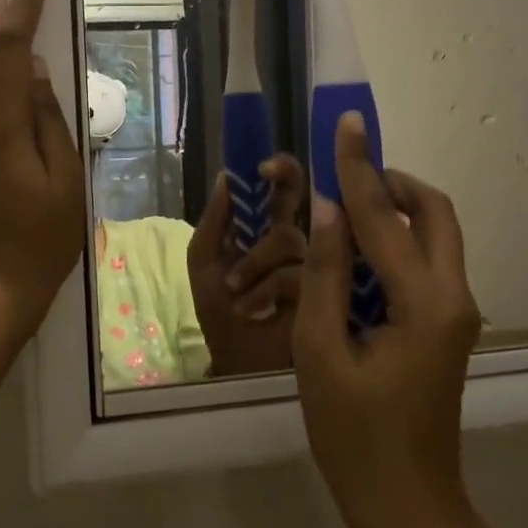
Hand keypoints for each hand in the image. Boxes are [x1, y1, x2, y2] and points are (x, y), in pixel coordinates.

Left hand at [186, 154, 306, 377]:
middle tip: (268, 173)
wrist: (236, 360)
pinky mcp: (322, 291)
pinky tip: (253, 307)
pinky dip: (266, 288)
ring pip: (289, 238)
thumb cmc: (220, 310)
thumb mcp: (204, 261)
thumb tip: (225, 176)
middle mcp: (295, 239)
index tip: (261, 167)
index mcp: (266, 229)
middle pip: (302, 196)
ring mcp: (311, 263)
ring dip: (254, 262)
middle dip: (286, 177)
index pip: (281, 189)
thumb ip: (214, 221)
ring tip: (237, 289)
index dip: (279, 170)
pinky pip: (294, 273)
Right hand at [292, 112, 493, 527]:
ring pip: (435, 235)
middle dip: (393, 182)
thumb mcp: (321, 353)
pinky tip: (355, 252)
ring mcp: (456, 312)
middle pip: (435, 213)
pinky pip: (426, 263)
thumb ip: (326, 275)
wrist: (408, 509)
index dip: (358, 167)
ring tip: (342, 208)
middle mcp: (454, 297)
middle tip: (346, 172)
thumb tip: (328, 211)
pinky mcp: (447, 326)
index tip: (345, 122)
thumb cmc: (355, 438)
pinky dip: (395, 242)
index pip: (384, 217)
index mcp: (425, 303)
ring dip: (394, 211)